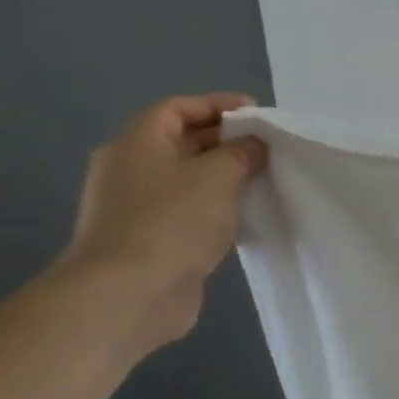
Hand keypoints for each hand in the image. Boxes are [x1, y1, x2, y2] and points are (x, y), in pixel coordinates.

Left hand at [59, 94, 268, 349]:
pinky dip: (217, 208)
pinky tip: (246, 217)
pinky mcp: (150, 239)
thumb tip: (254, 144)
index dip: (218, 105)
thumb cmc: (172, 221)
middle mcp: (130, 170)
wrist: (129, 293)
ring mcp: (137, 207)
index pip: (177, 108)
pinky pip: (189, 211)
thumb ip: (242, 152)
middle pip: (182, 142)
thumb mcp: (219, 175)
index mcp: (137, 143)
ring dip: (225, 177)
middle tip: (269, 148)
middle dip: (226, 141)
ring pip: (188, 179)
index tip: (258, 114)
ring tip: (265, 180)